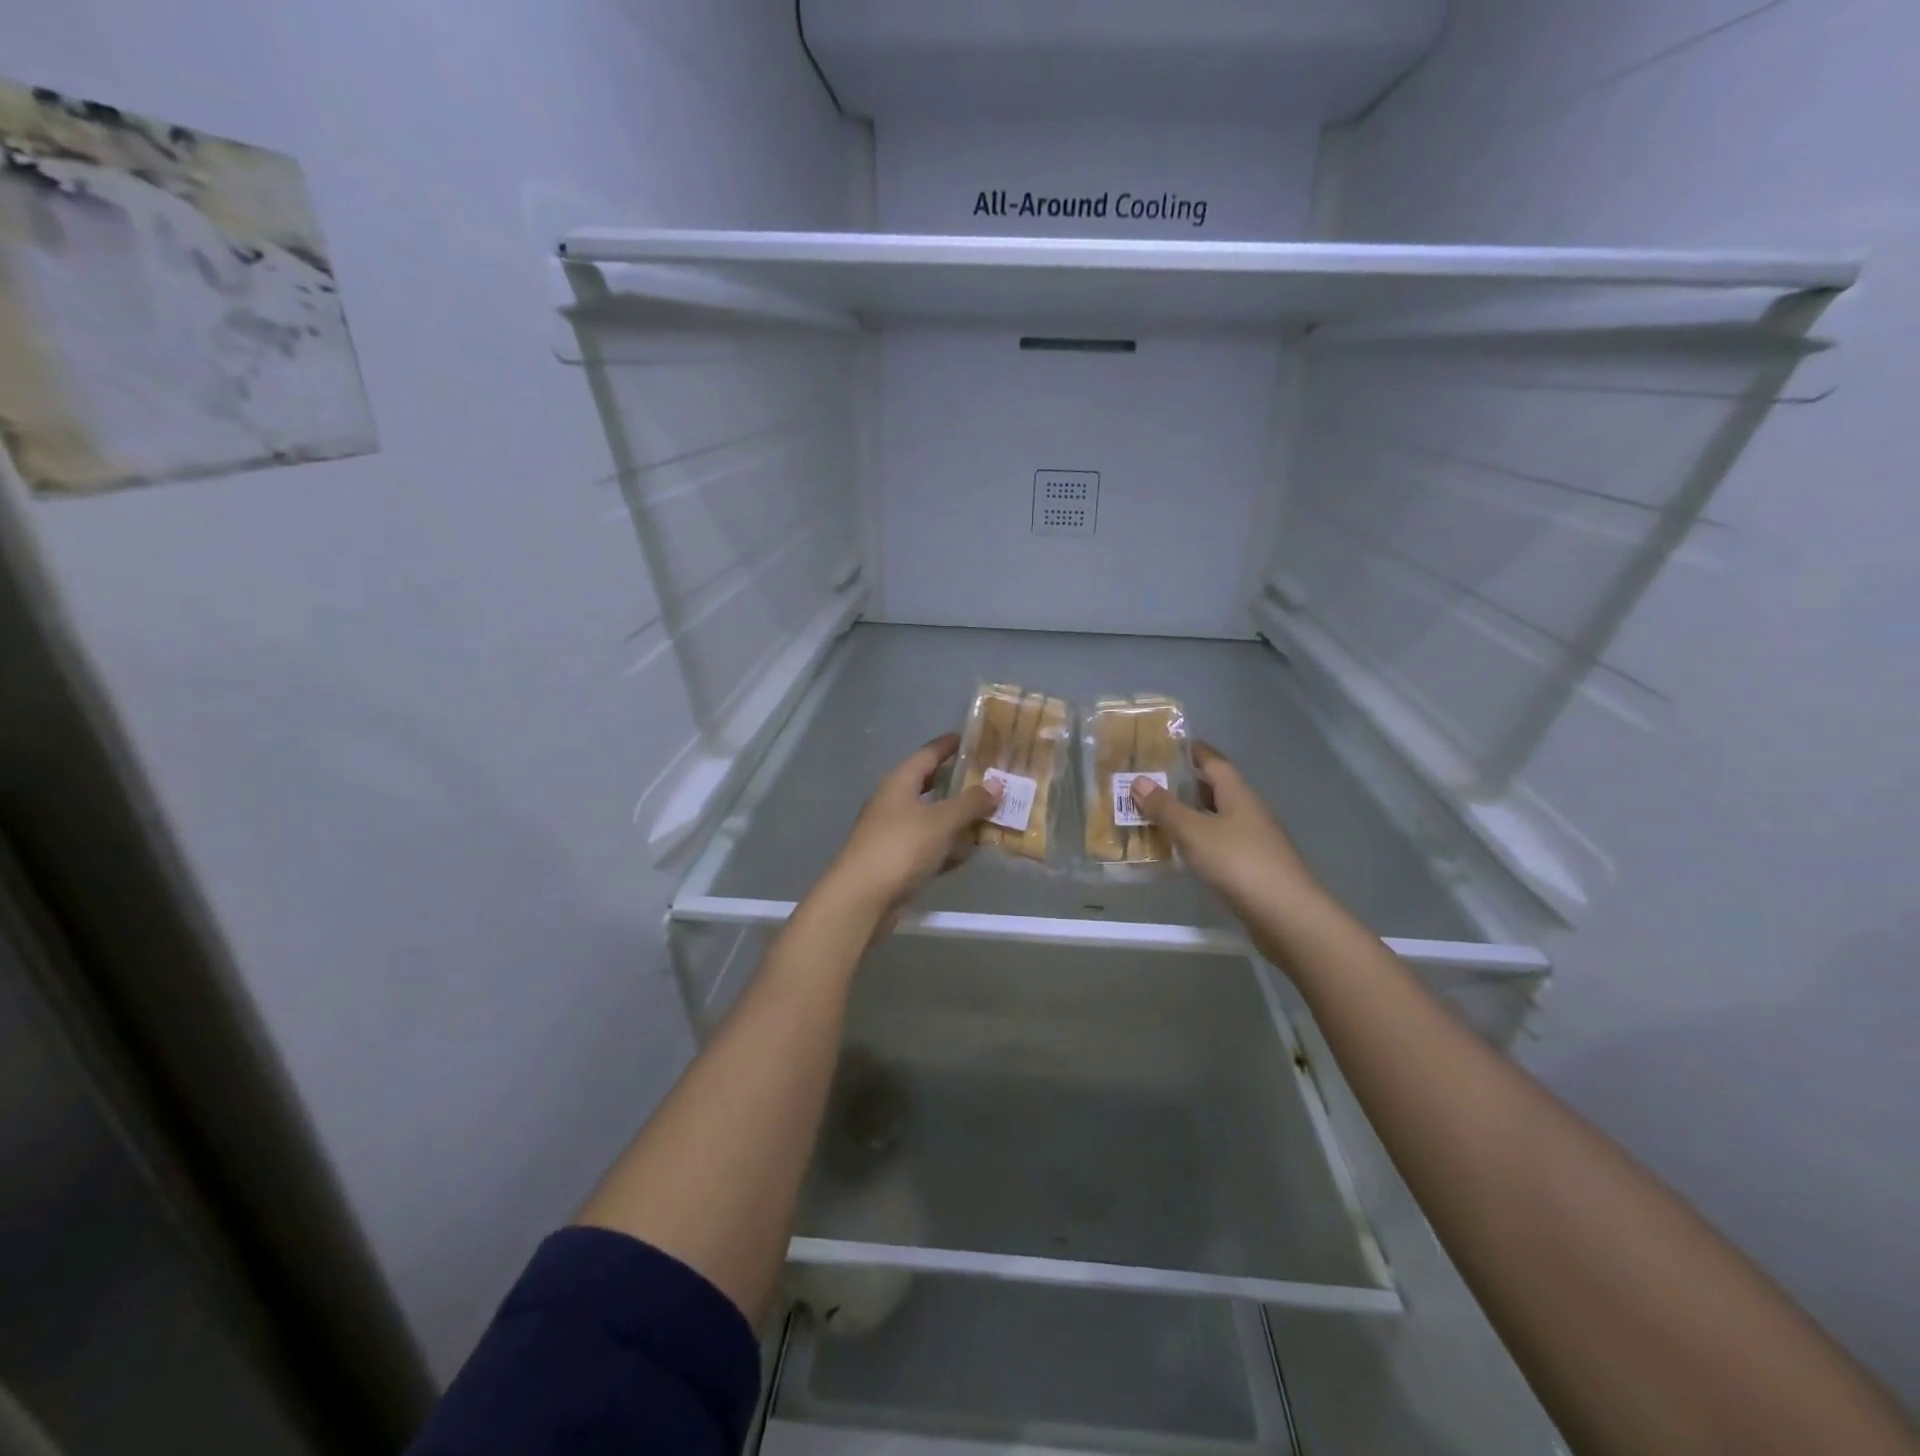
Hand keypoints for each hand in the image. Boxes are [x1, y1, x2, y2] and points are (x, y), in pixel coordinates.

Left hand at [820, 735, 998, 919]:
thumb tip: (997, 783)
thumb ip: (970, 802)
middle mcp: (894, 802)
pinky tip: (972, 851)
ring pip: (933, 818)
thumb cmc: (900, 848)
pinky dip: (950, 846)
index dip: (951, 744)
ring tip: (992, 813)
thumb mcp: (941, 821)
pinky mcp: (898, 861)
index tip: (976, 738)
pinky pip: (930, 846)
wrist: (861, 898)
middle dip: (960, 782)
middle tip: (992, 778)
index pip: (928, 753)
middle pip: (931, 785)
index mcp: (900, 782)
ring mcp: (894, 833)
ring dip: (958, 817)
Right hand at [1130, 743, 1326, 921]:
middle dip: (1184, 784)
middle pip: (1214, 789)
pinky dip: (1196, 841)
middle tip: (1149, 782)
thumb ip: (1166, 807)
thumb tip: (1139, 780)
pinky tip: (1178, 851)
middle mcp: (1248, 811)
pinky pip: (1218, 843)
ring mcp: (1253, 840)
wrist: (1286, 915)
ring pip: (1215, 818)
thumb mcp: (1194, 832)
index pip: (1213, 761)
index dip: (1192, 750)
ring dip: (1188, 815)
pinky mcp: (1251, 867)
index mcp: (1238, 794)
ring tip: (1154, 815)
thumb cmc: (1238, 862)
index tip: (1165, 744)